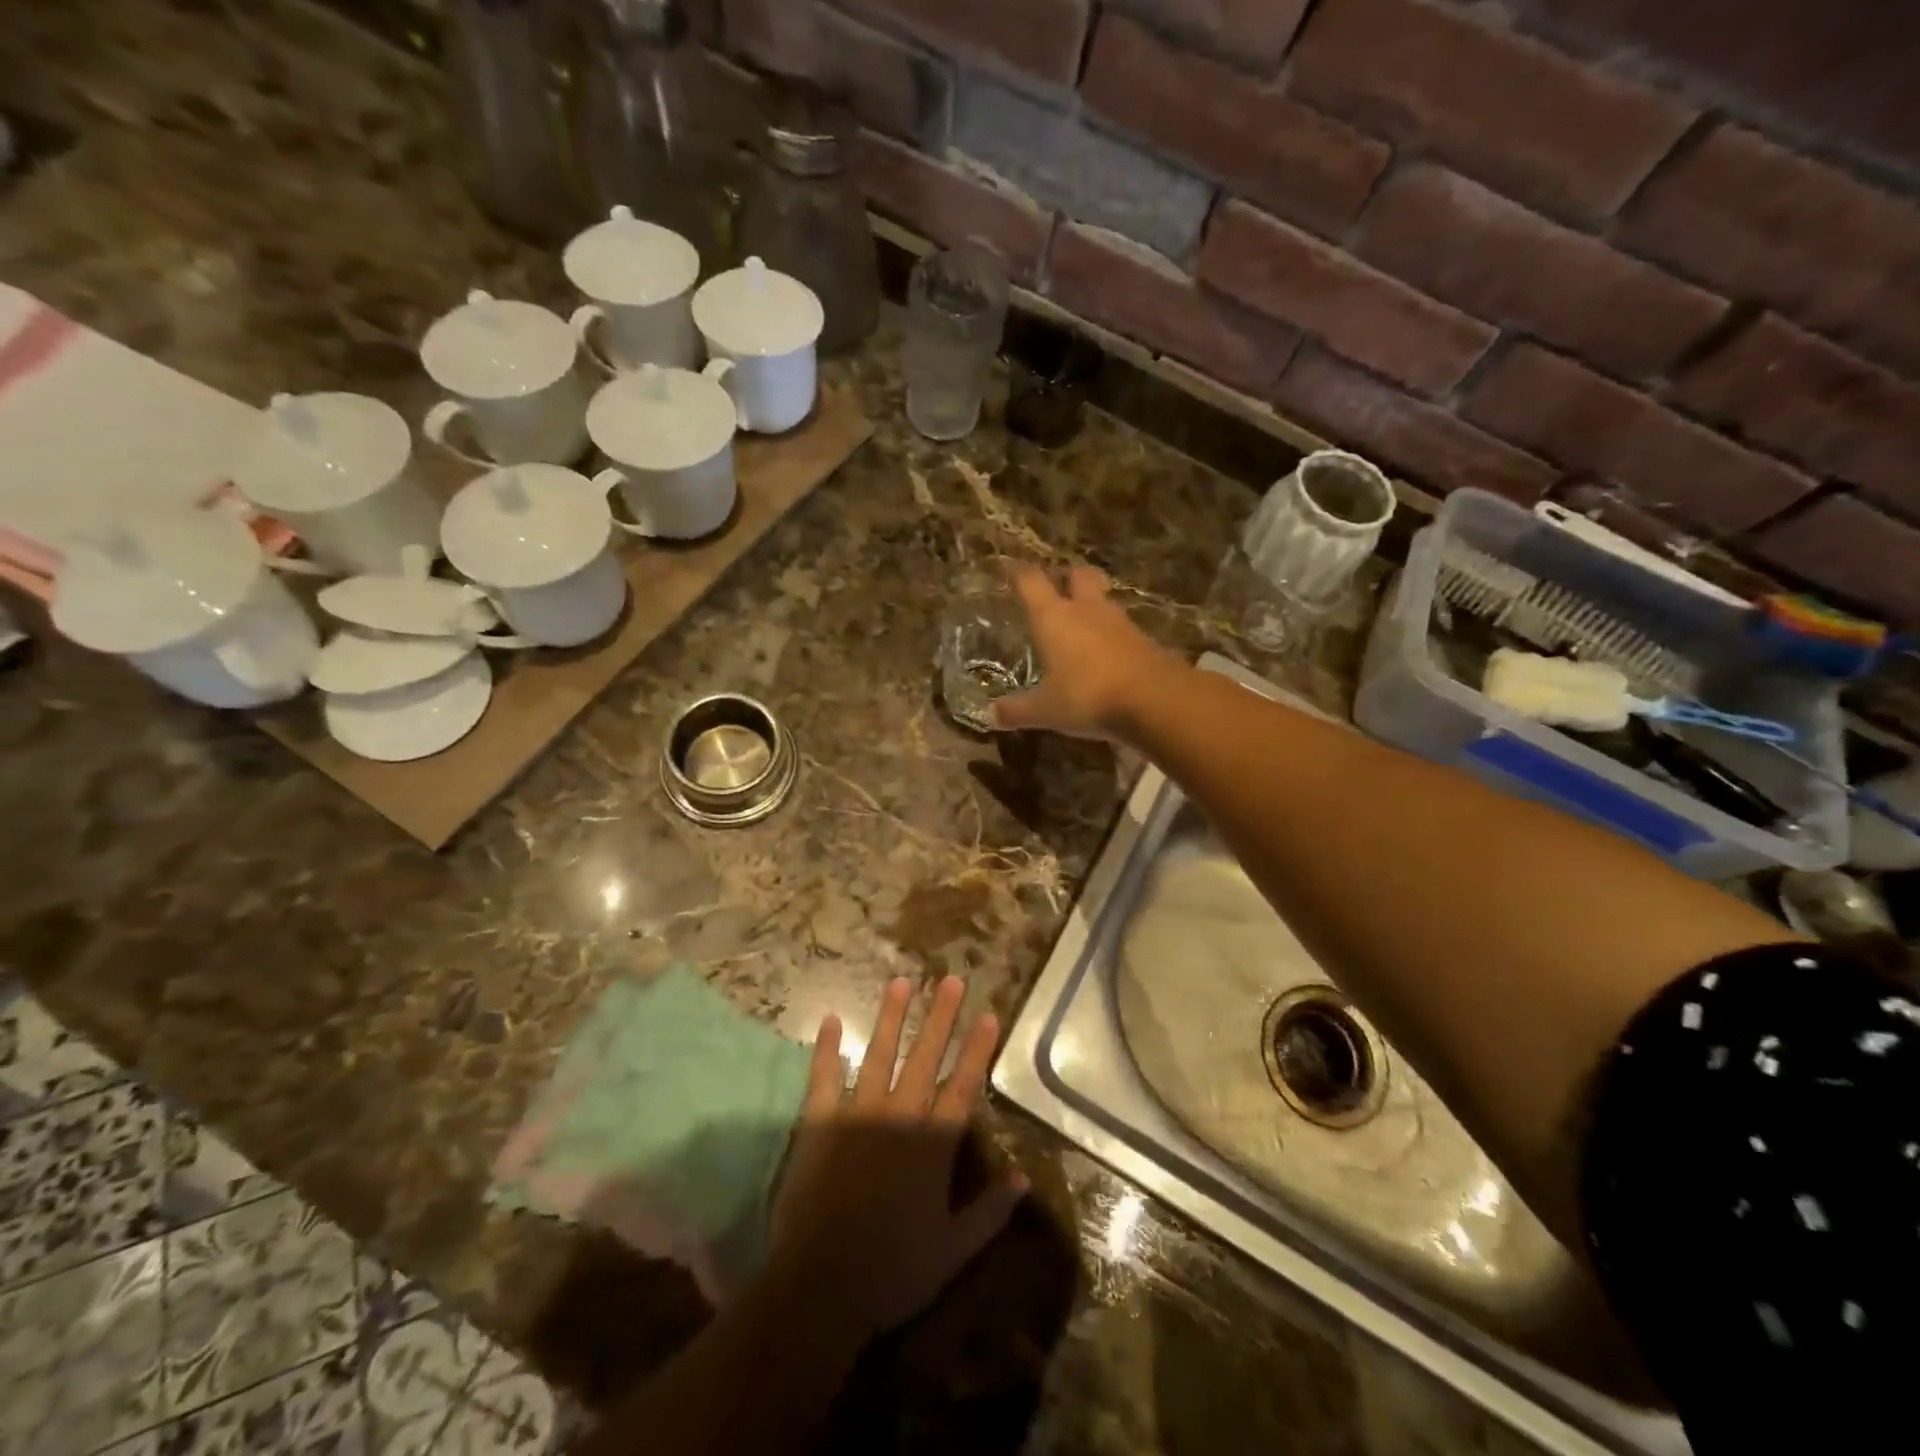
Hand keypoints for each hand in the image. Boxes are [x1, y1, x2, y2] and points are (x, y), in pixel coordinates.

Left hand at [769, 977, 1027, 1342]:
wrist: (821, 1284)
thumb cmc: (893, 1271)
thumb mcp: (953, 1250)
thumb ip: (991, 1212)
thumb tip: (1024, 1178)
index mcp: (933, 1144)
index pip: (962, 1085)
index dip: (977, 1049)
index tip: (988, 1014)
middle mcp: (899, 1116)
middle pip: (925, 1057)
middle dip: (940, 1016)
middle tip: (950, 979)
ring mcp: (858, 1114)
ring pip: (879, 1055)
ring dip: (891, 1017)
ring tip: (901, 982)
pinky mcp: (820, 1122)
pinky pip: (823, 1077)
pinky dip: (827, 1048)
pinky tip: (830, 1019)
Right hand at [989, 565, 1177, 740]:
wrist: (1154, 699)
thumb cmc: (1088, 696)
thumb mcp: (1046, 709)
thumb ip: (1018, 710)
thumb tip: (991, 715)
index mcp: (1054, 617)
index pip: (1031, 582)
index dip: (1020, 573)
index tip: (1012, 570)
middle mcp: (1085, 610)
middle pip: (1077, 575)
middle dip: (1066, 576)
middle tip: (1056, 587)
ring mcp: (1118, 621)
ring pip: (1102, 598)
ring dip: (1091, 603)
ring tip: (1080, 620)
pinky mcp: (1142, 638)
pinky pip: (1120, 625)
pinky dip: (1110, 631)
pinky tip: (1105, 649)